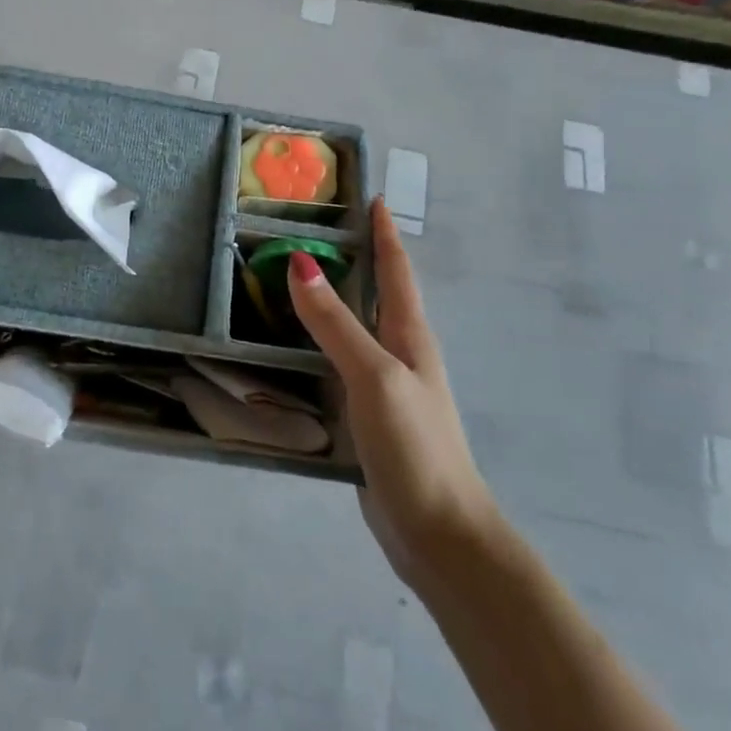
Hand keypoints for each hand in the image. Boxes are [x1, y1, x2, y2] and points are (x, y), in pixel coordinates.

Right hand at [288, 196, 498, 585]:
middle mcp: (400, 354)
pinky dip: (319, 343)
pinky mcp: (367, 416)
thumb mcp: (373, 374)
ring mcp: (385, 386)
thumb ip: (336, 321)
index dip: (384, 233)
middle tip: (314, 231)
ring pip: (355, 329)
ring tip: (293, 279)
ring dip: (333, 301)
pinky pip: (339, 363)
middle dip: (356, 259)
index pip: (396, 271)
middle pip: (377, 294)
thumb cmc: (415, 445)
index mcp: (410, 336)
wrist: (438, 532)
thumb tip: (301, 261)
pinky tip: (292, 347)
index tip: (371, 198)